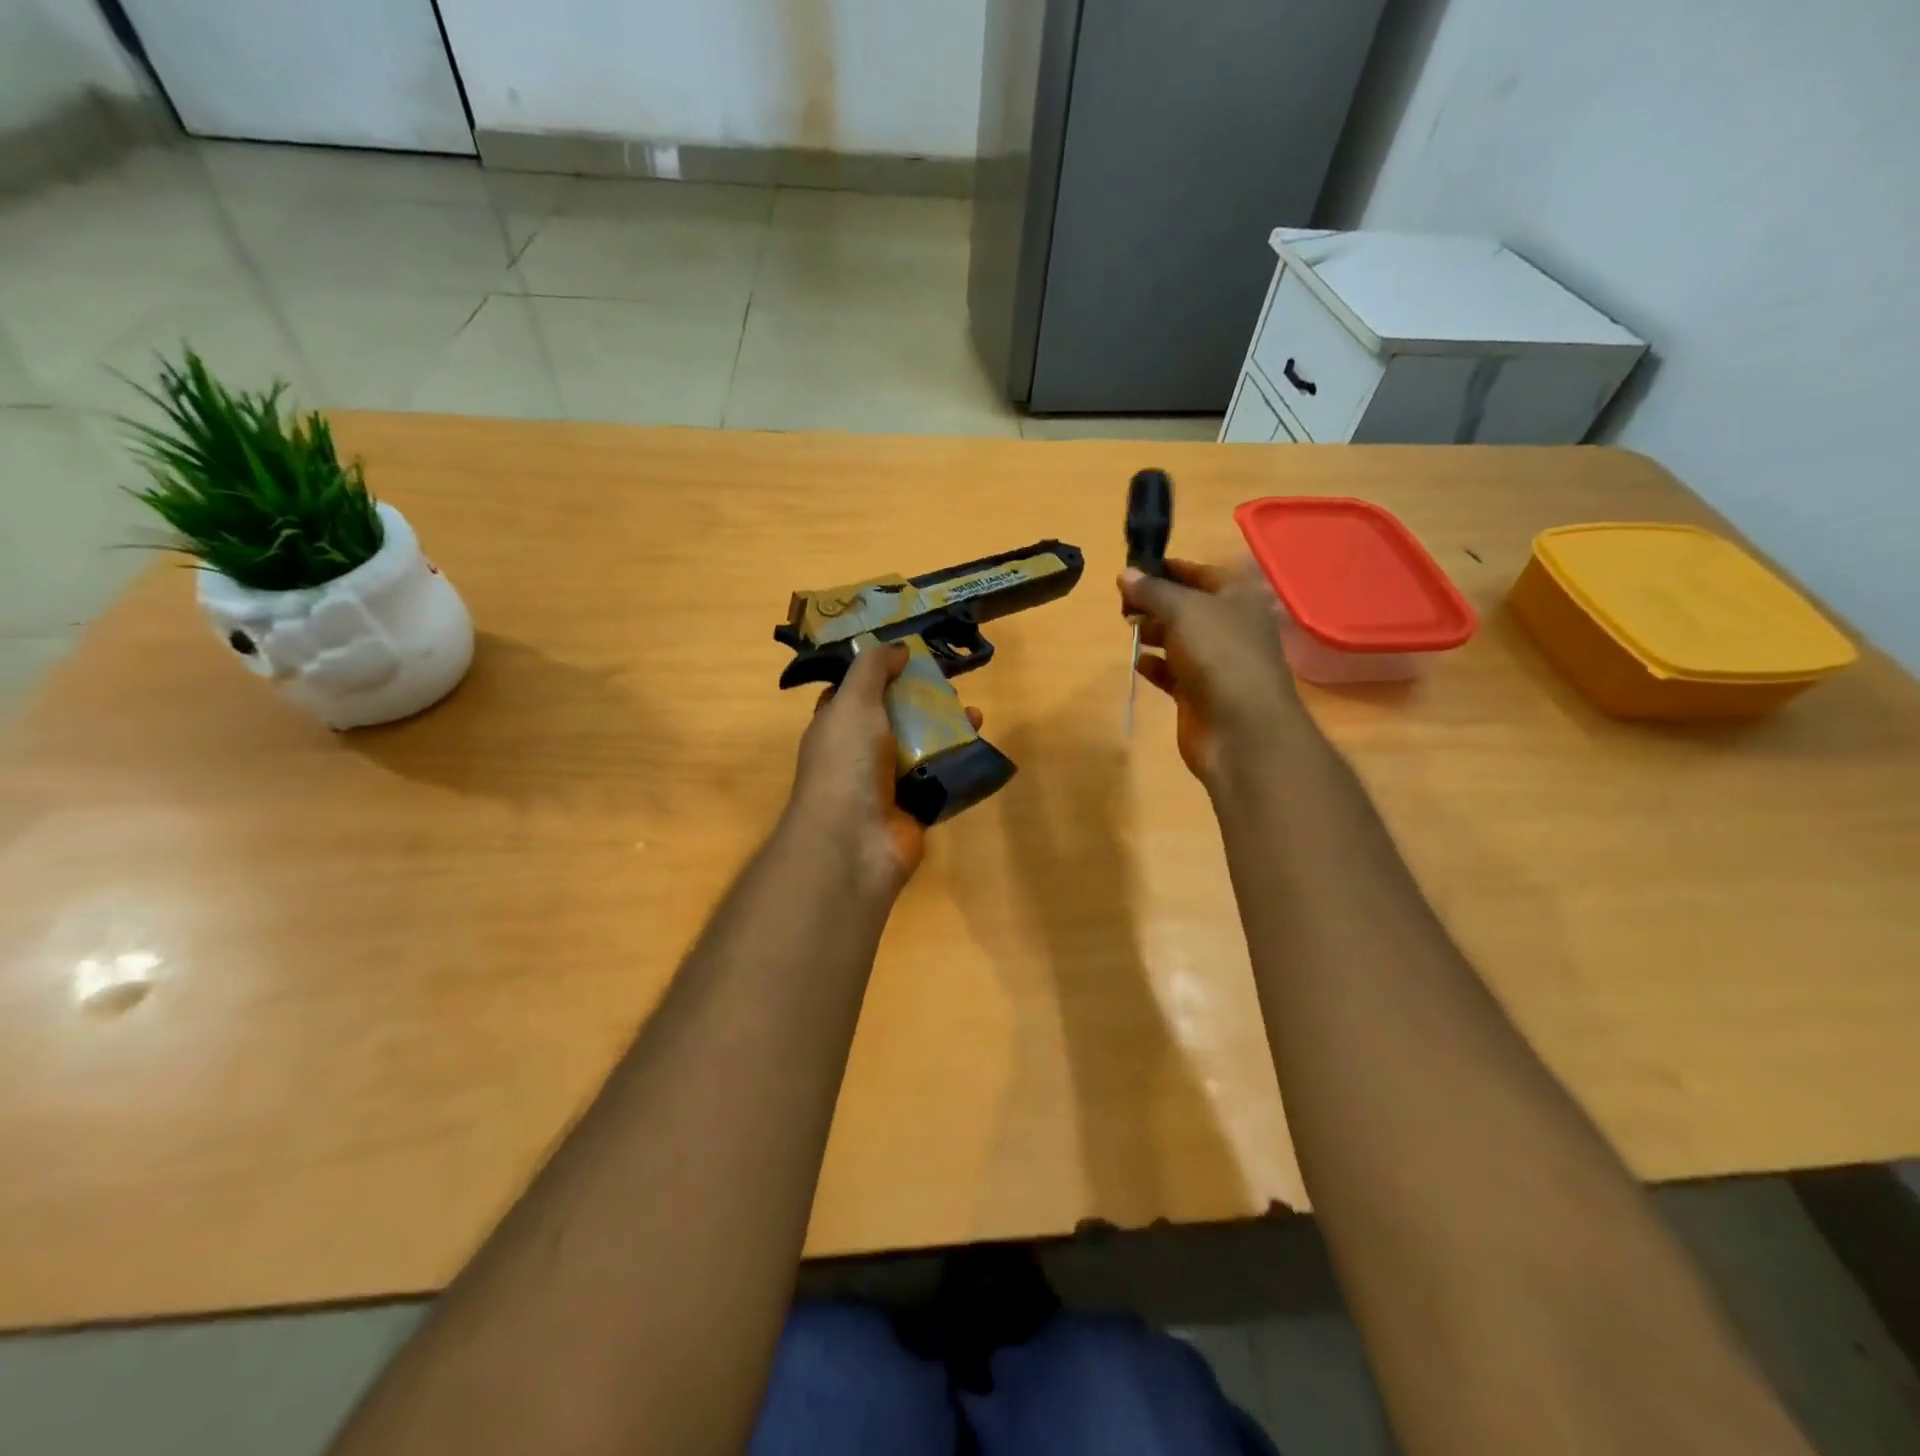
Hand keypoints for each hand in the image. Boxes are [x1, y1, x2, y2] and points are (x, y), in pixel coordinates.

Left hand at [785, 643, 983, 896]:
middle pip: (894, 719)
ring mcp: (887, 784)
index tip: (910, 658)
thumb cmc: (847, 762)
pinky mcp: (915, 808)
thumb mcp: (853, 702)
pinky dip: (959, 763)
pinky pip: (940, 779)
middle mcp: (859, 754)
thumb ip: (872, 669)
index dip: (880, 674)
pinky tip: (978, 745)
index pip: (854, 695)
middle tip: (950, 686)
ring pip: (921, 747)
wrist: (854, 840)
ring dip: (947, 729)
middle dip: (922, 700)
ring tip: (974, 714)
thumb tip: (897, 648)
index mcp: (836, 728)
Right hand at [1120, 559, 1304, 786]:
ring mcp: (1215, 662)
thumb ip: (1152, 591)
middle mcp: (1229, 626)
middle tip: (1122, 603)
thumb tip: (1124, 573)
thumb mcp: (1183, 610)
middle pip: (1187, 606)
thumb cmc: (1219, 655)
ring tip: (1127, 628)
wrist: (1241, 729)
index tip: (1132, 569)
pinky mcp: (1199, 693)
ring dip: (1153, 633)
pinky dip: (1155, 666)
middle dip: (1155, 602)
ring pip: (1178, 639)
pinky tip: (1139, 663)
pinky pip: (1172, 673)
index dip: (1168, 568)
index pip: (1200, 572)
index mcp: (1238, 597)